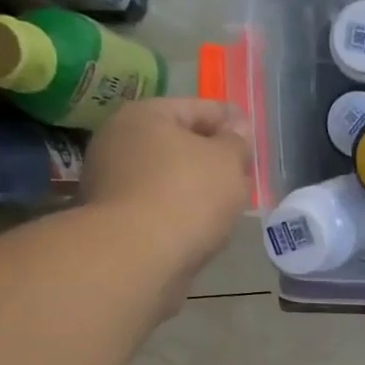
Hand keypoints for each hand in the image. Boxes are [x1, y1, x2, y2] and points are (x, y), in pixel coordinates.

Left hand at [84, 98, 253, 277]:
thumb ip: (236, 141)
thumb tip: (237, 127)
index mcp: (145, 115)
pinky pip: (158, 205)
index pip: (198, 108)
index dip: (230, 120)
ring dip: (196, 186)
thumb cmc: (188, 195)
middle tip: (243, 173)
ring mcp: (111, 181)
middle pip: (178, 142)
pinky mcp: (114, 219)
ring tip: (227, 204)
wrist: (138, 256)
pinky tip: (201, 225)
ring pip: (167, 176)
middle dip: (212, 156)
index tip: (253, 136)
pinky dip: (180, 210)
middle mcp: (119, 140)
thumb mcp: (227, 161)